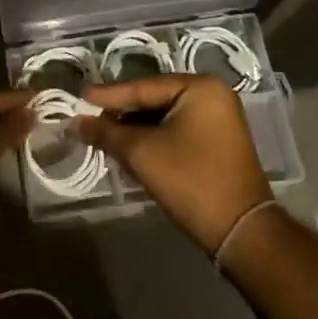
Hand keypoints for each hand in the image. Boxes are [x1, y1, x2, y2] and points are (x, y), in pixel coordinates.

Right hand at [76, 75, 271, 251]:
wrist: (239, 231)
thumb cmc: (190, 180)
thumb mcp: (142, 153)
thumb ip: (107, 133)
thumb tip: (77, 122)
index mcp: (200, 87)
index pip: (143, 87)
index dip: (108, 95)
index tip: (79, 97)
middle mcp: (213, 95)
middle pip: (154, 99)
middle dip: (121, 112)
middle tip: (88, 118)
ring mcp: (218, 118)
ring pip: (164, 116)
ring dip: (135, 127)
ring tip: (102, 133)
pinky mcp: (218, 141)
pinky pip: (177, 129)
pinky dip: (153, 137)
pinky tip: (129, 145)